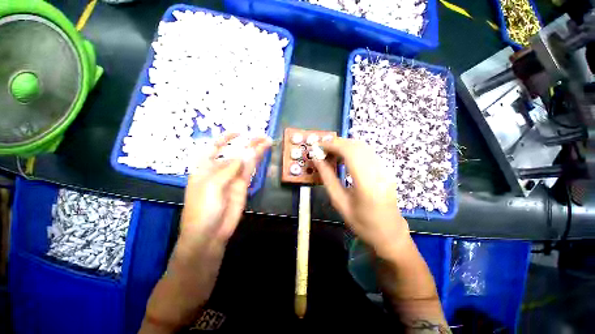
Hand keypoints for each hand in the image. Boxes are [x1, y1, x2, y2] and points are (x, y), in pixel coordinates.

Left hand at [140, 134, 270, 333]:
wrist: (210, 233)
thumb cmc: (202, 209)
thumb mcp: (212, 185)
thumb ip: (230, 168)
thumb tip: (246, 153)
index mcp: (205, 167)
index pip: (214, 147)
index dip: (225, 138)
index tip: (238, 132)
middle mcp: (219, 170)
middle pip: (235, 152)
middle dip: (247, 143)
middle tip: (262, 136)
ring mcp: (232, 178)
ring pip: (245, 160)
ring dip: (255, 151)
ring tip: (267, 141)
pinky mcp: (242, 186)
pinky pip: (249, 171)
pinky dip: (256, 162)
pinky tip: (262, 154)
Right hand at [313, 138, 411, 259]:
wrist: (390, 234)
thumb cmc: (362, 224)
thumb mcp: (340, 203)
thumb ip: (328, 178)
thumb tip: (317, 160)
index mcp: (367, 184)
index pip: (350, 153)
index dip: (332, 145)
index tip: (318, 146)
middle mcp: (379, 172)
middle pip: (357, 146)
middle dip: (337, 143)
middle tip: (322, 150)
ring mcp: (385, 169)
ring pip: (363, 146)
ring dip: (344, 146)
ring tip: (330, 154)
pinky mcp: (386, 170)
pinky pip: (367, 152)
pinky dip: (352, 150)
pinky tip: (343, 158)